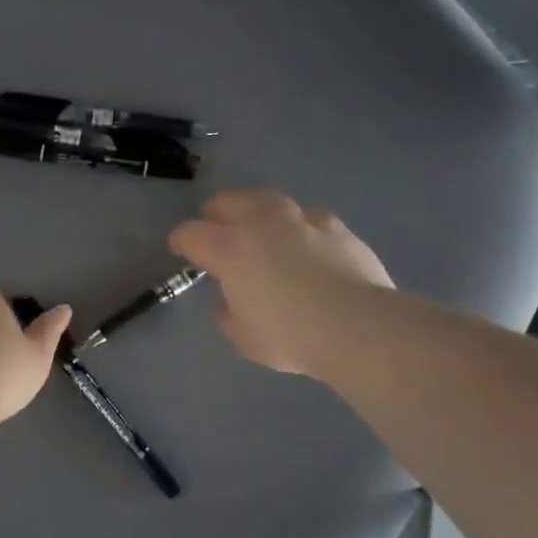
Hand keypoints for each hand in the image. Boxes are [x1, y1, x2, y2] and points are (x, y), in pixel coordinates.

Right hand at [169, 190, 393, 374]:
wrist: (357, 326)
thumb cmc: (290, 336)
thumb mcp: (244, 337)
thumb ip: (228, 313)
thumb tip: (229, 301)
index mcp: (229, 248)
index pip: (191, 233)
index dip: (181, 241)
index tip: (180, 249)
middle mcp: (260, 223)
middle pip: (227, 201)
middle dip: (215, 214)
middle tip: (215, 229)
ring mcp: (300, 220)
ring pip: (268, 199)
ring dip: (257, 211)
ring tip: (260, 227)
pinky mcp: (335, 226)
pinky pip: (309, 217)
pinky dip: (300, 226)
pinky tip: (307, 241)